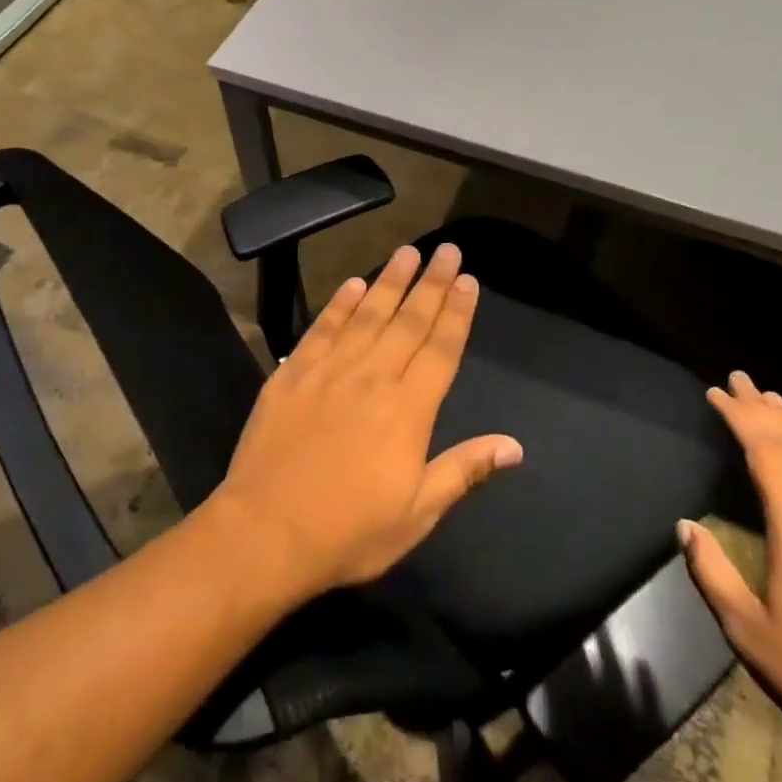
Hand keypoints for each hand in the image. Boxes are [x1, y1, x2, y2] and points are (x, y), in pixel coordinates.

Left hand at [208, 243, 522, 602]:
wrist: (266, 531)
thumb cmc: (349, 532)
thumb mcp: (417, 514)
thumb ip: (463, 470)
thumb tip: (515, 446)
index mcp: (408, 410)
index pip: (441, 349)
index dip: (457, 313)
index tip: (468, 279)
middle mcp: (372, 378)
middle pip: (408, 321)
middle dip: (431, 283)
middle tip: (446, 249)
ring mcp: (329, 371)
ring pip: (367, 315)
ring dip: (389, 281)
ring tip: (407, 252)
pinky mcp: (292, 373)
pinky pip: (322, 328)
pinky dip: (339, 304)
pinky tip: (352, 284)